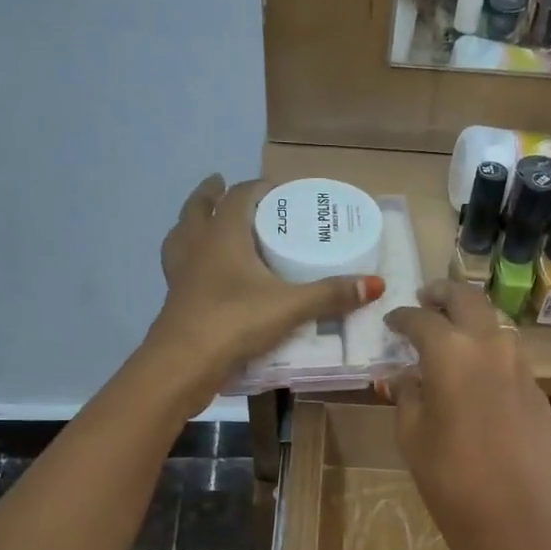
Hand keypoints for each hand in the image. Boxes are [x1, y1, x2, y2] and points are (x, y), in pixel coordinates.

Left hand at [148, 175, 381, 395]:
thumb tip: (375, 284)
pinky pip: (180, 269)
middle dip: (210, 194)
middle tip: (221, 185)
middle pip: (198, 209)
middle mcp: (196, 247)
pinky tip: (203, 276)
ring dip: (191, 225)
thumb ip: (331, 295)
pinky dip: (190, 262)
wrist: (183, 364)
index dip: (257, 188)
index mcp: (223, 236)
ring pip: (180, 238)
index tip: (275, 188)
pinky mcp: (175, 302)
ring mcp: (180, 275)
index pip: (239, 197)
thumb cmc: (234, 321)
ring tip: (203, 224)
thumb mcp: (290, 306)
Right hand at [383, 281, 550, 549]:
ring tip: (450, 337)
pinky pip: (509, 358)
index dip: (401, 318)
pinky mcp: (538, 392)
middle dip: (443, 294)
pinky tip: (477, 377)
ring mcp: (521, 367)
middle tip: (425, 299)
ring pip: (494, 325)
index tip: (391, 322)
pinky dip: (489, 354)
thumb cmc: (448, 478)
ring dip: (470, 321)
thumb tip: (403, 376)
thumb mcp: (411, 434)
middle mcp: (490, 345)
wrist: (513, 519)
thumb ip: (406, 394)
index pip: (421, 319)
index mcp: (450, 351)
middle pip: (467, 299)